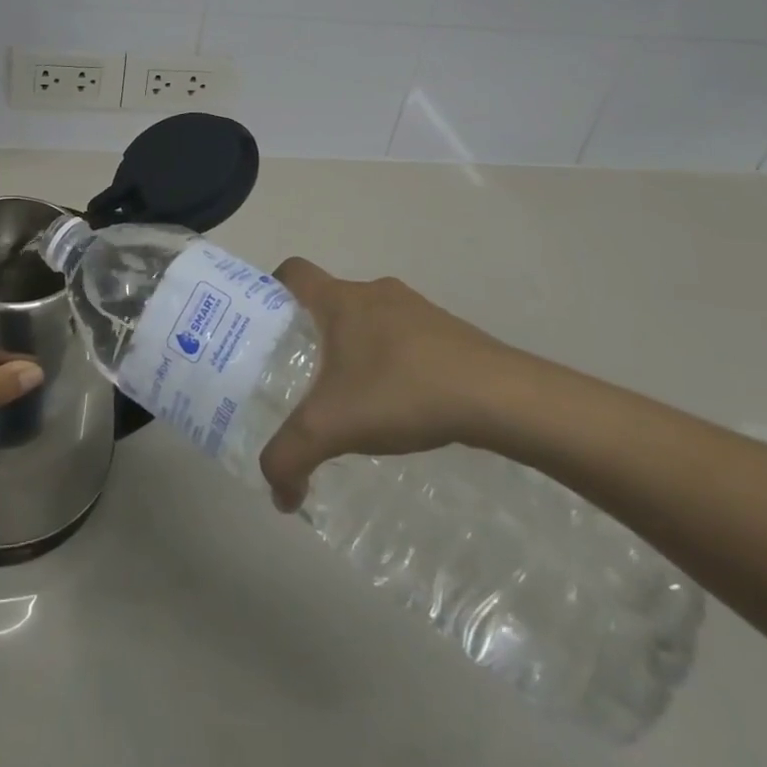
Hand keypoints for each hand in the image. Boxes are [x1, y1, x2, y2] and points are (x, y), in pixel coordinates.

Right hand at [258, 259, 523, 512]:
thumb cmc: (401, 390)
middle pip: (331, 299)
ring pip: (370, 320)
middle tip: (304, 375)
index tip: (266, 323)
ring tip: (355, 397)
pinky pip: (406, 338)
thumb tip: (278, 495)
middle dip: (314, 332)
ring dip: (357, 348)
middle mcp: (374, 292)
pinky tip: (401, 405)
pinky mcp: (449, 332)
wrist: (500, 397)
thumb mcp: (331, 428)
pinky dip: (394, 362)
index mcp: (339, 299)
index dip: (272, 288)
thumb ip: (290, 457)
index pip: (293, 271)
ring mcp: (416, 309)